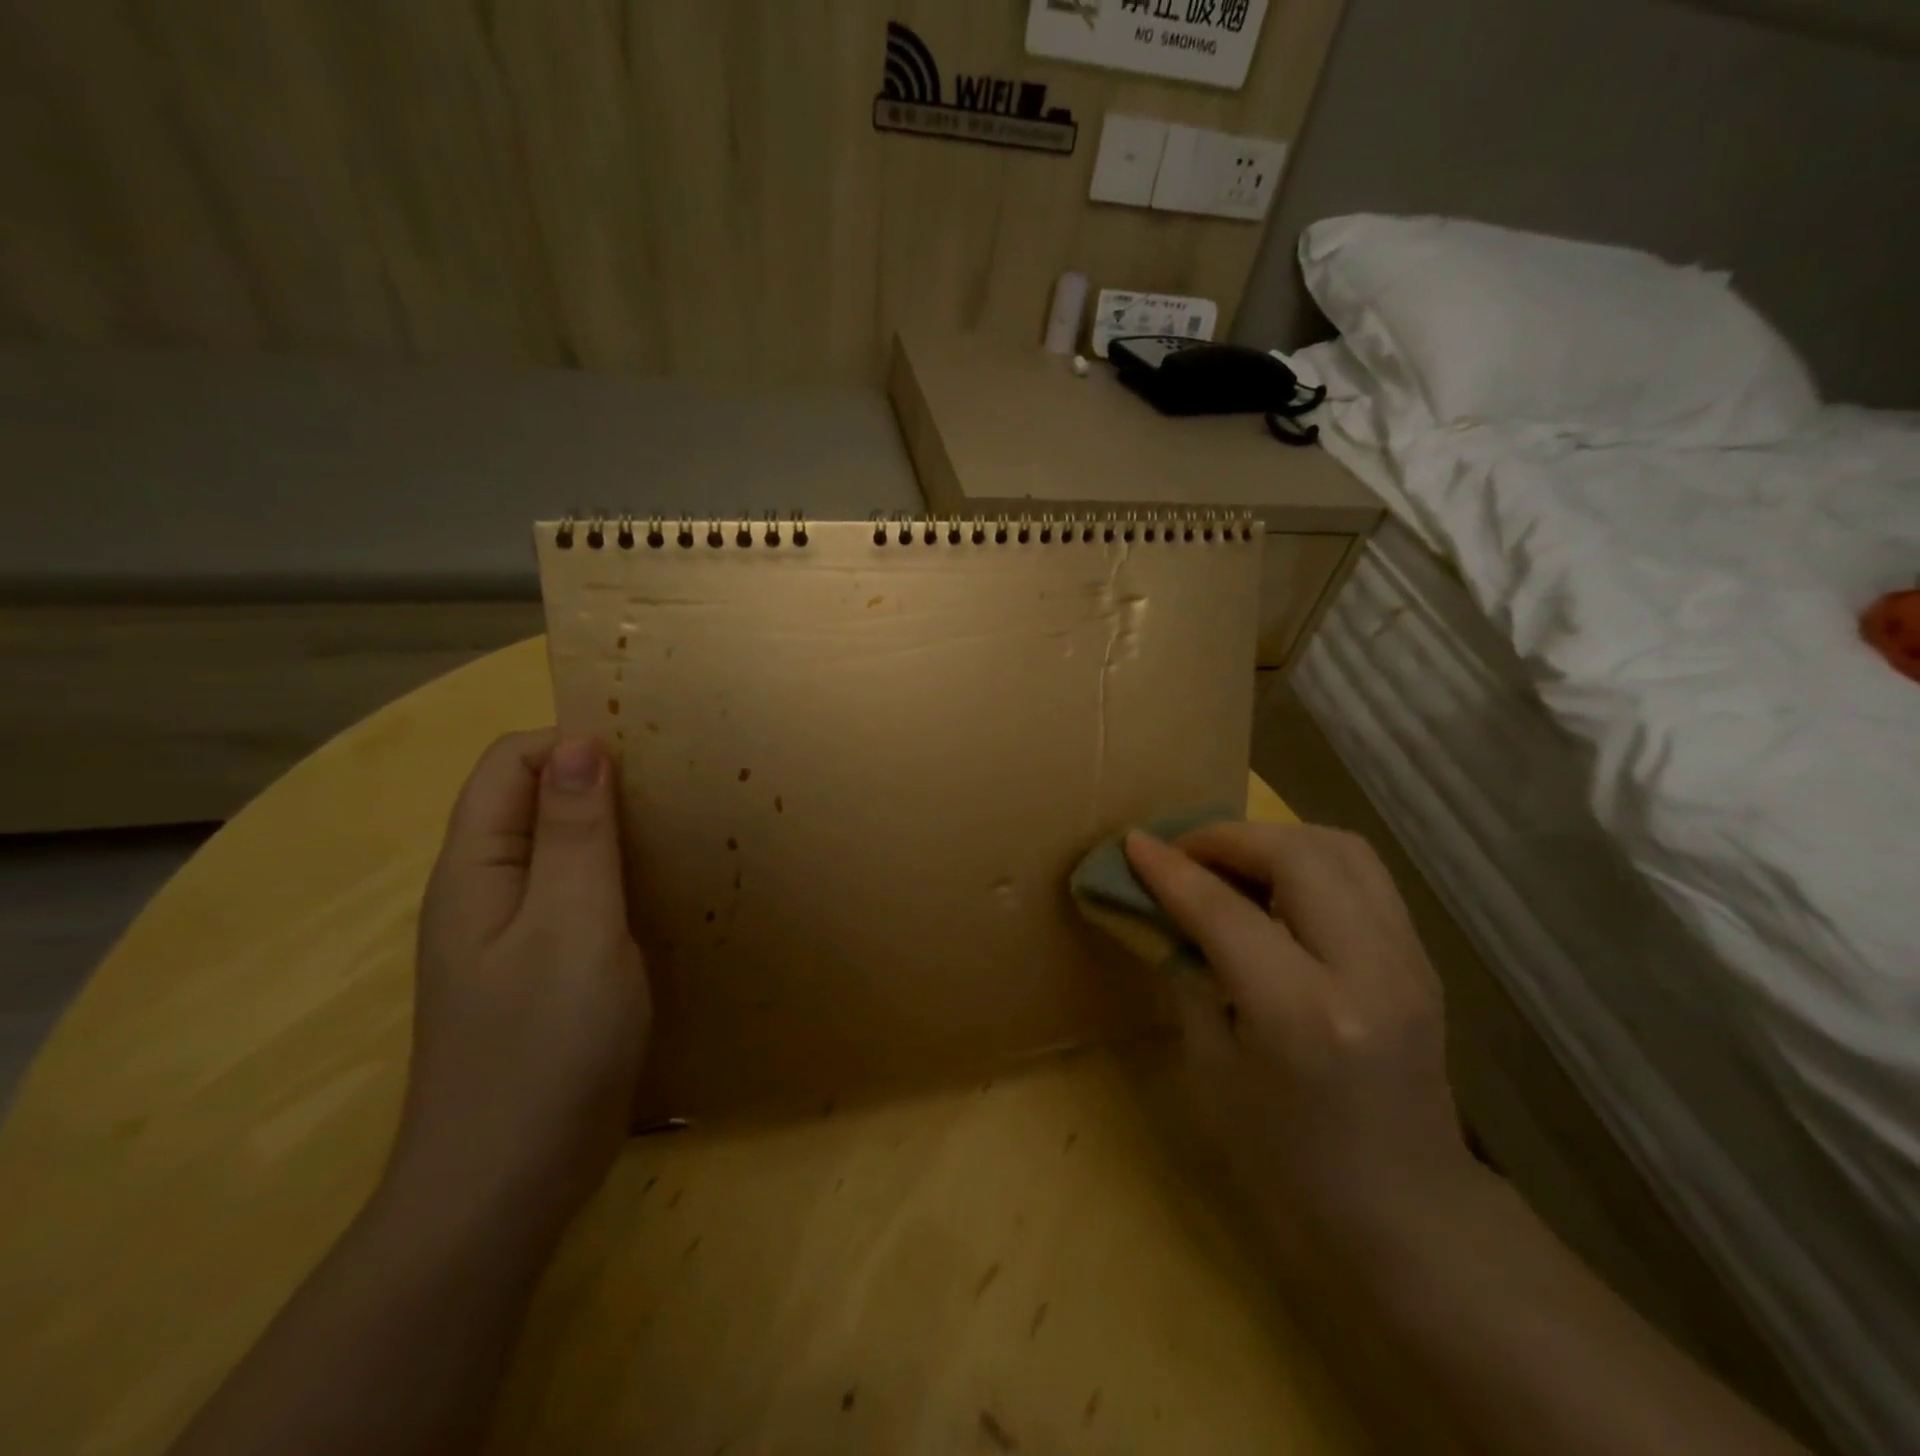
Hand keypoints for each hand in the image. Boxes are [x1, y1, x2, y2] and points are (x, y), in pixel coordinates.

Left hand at [391, 731, 649, 1245]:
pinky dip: (619, 880)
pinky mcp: (543, 972)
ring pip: (562, 852)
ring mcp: (513, 936)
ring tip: (683, 836)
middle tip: (679, 796)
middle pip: (535, 802)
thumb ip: (575, 834)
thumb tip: (580, 743)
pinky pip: (578, 899)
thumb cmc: (544, 1047)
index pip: (510, 764)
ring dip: (616, 833)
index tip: (650, 762)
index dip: (573, 746)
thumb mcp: (572, 926)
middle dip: (602, 784)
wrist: (508, 1185)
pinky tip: (664, 897)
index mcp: (477, 869)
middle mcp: (486, 892)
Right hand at [1124, 823, 1478, 1249]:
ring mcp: (1407, 960)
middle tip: (1183, 851)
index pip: (1225, 911)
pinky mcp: (1421, 958)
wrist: (1405, 1214)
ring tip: (1229, 860)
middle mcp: (1367, 971)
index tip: (1134, 842)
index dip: (1171, 870)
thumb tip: (1164, 909)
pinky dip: (1309, 859)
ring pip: (1340, 848)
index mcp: (1302, 1014)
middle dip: (1227, 837)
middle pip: (1296, 855)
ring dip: (1274, 838)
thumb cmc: (1286, 1158)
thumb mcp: (1213, 1068)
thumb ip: (1190, 974)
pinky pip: (1362, 874)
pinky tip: (1276, 886)